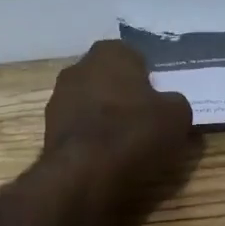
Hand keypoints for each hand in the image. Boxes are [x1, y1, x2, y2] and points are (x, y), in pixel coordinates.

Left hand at [43, 40, 194, 194]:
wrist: (84, 173)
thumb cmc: (133, 132)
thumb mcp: (177, 115)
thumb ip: (174, 102)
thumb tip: (168, 104)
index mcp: (110, 52)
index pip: (134, 57)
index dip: (148, 80)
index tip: (158, 102)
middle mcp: (79, 67)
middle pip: (109, 79)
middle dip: (124, 95)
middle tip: (144, 121)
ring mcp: (59, 97)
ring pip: (91, 102)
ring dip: (104, 116)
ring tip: (125, 144)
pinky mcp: (48, 127)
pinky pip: (79, 126)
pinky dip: (90, 137)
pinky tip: (105, 156)